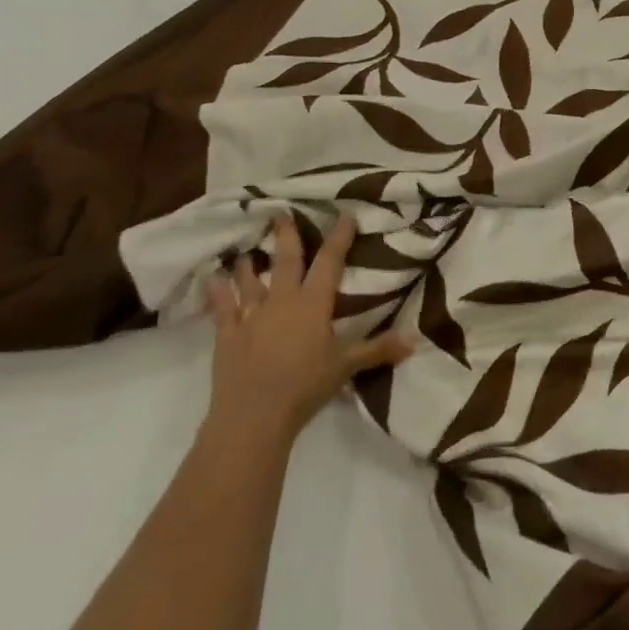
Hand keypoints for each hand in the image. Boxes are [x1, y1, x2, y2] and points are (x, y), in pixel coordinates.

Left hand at [204, 213, 410, 446]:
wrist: (253, 415)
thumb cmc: (306, 385)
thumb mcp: (347, 366)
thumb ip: (379, 349)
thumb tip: (415, 341)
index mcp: (313, 304)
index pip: (330, 263)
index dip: (339, 238)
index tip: (344, 216)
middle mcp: (282, 302)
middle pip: (286, 262)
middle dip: (286, 237)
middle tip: (281, 214)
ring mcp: (251, 318)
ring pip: (250, 282)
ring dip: (249, 265)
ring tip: (246, 250)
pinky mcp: (227, 337)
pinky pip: (222, 310)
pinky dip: (218, 293)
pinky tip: (212, 280)